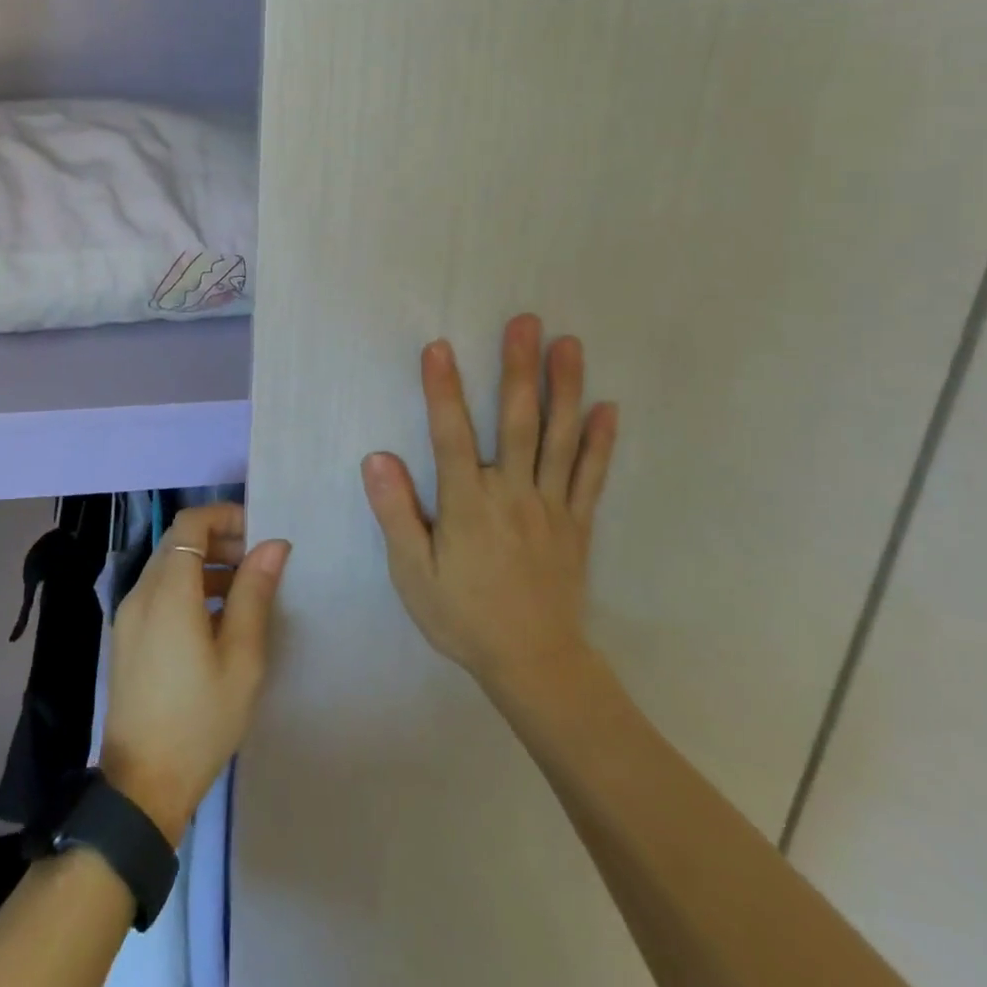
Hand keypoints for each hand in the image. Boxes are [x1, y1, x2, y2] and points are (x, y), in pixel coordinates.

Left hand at [100, 503, 290, 845]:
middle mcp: (141, 592)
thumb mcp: (241, 658)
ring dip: (205, 565)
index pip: (190, 524)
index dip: (224, 516)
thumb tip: (273, 545)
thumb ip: (255, 594)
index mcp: (168, 592)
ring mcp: (128, 615)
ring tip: (245, 590)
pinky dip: (188, 588)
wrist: (143, 785)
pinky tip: (217, 620)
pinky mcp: (127, 637)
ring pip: (168, 567)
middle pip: (178, 542)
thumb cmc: (200, 720)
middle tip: (258, 562)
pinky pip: (159, 593)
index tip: (258, 532)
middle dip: (219, 540)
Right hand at [362, 315, 618, 706]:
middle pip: (517, 421)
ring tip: (568, 344)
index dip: (443, 390)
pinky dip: (601, 441)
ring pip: (559, 438)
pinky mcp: (577, 522)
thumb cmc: (463, 616)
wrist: (534, 664)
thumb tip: (378, 457)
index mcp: (469, 504)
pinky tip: (608, 407)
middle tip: (526, 322)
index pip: (451, 435)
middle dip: (518, 368)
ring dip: (564, 388)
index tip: (439, 348)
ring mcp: (552, 505)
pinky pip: (591, 475)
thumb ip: (396, 513)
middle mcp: (513, 493)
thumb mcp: (413, 574)